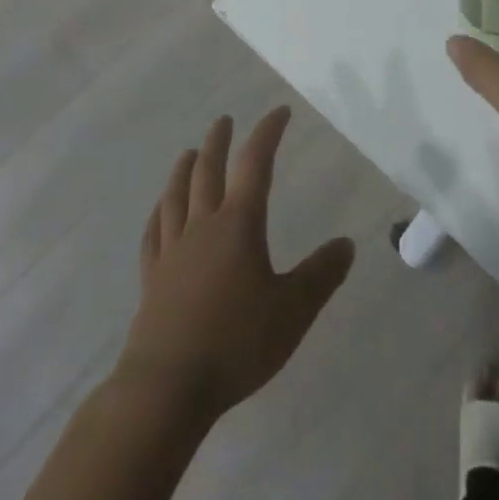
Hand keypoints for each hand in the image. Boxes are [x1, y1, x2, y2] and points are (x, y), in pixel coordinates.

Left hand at [116, 107, 354, 420]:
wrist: (167, 387)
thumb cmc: (236, 343)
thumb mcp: (293, 311)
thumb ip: (321, 275)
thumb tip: (346, 243)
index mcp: (238, 225)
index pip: (255, 164)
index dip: (267, 133)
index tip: (279, 112)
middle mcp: (203, 226)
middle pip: (208, 171)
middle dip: (219, 141)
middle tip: (224, 120)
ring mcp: (173, 251)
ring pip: (177, 196)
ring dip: (184, 168)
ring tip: (190, 152)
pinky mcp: (152, 278)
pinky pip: (154, 233)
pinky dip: (159, 213)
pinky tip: (159, 210)